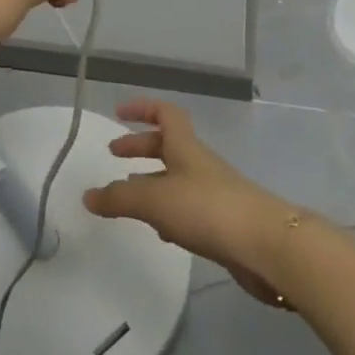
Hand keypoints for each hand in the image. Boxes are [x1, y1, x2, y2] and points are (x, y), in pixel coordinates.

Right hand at [83, 99, 294, 305]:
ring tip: (129, 200)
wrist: (266, 246)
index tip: (119, 113)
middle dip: (140, 148)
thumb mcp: (155, 201)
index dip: (142, 108)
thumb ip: (119, 199)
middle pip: (168, 146)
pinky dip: (169, 212)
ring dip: (152, 183)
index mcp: (185, 147)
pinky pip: (188, 208)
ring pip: (176, 178)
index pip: (165, 114)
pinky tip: (160, 231)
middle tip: (114, 157)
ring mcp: (214, 193)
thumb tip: (88, 196)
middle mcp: (200, 164)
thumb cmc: (207, 209)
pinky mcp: (223, 223)